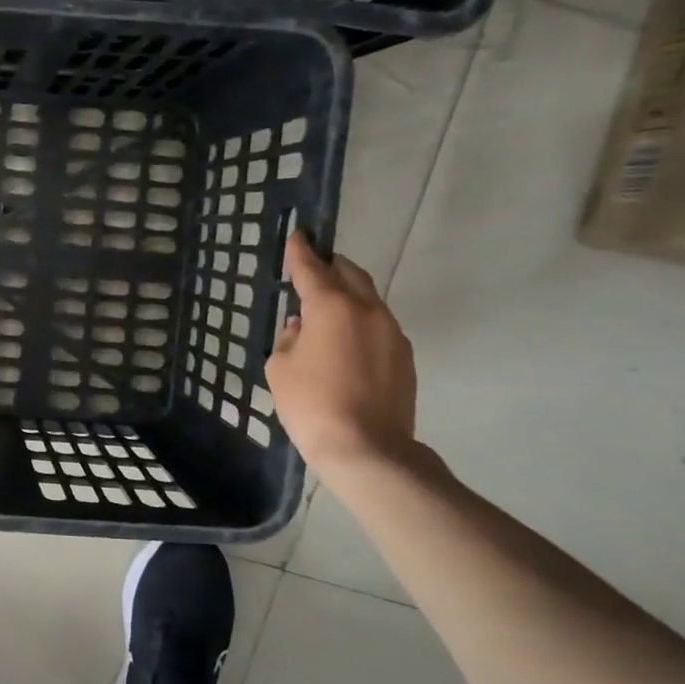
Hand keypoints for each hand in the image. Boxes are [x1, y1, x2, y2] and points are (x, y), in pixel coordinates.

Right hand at [265, 231, 417, 478]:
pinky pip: (378, 325)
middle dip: (331, 266)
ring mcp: (392, 333)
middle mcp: (367, 310)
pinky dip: (359, 322)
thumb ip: (289, 338)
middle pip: (350, 274)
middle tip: (313, 267)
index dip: (300, 251)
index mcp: (332, 307)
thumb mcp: (280, 368)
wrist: (367, 448)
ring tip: (327, 308)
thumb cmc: (311, 404)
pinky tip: (344, 341)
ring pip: (368, 299)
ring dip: (347, 295)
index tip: (297, 234)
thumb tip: (301, 326)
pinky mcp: (404, 356)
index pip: (312, 268)